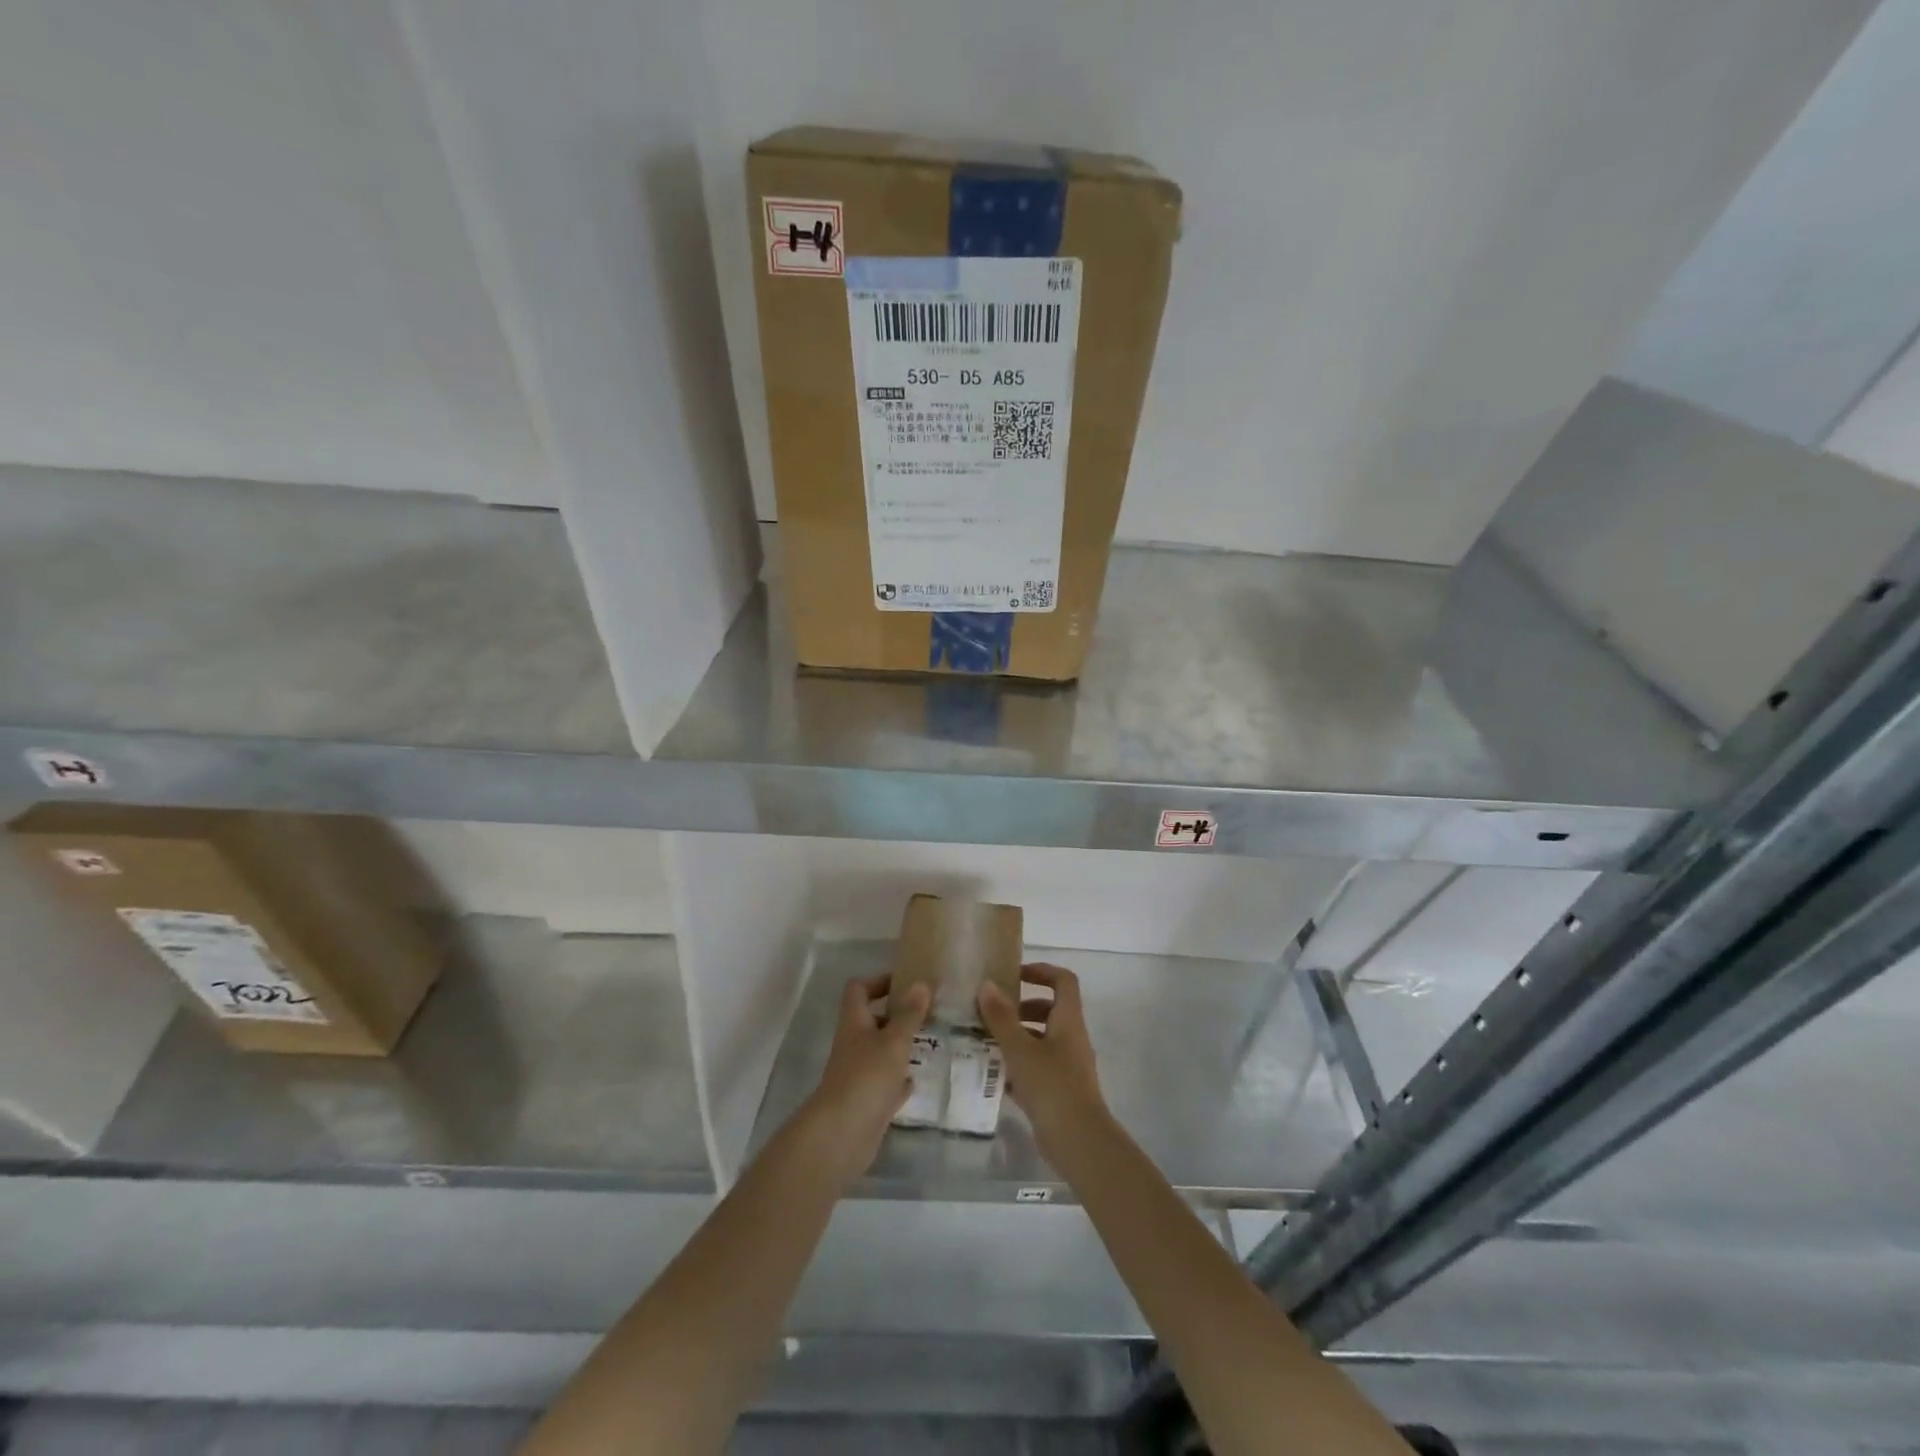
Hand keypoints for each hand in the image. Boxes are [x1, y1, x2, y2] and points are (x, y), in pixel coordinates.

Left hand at [804, 974, 930, 1182]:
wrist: (842, 1134)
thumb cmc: (867, 1076)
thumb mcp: (894, 1040)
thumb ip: (909, 1013)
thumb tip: (922, 982)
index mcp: (854, 1023)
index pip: (859, 989)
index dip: (879, 981)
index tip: (905, 982)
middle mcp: (853, 1044)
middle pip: (871, 1020)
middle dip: (896, 1015)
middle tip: (926, 1012)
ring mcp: (858, 1074)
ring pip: (879, 1052)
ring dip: (899, 1046)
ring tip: (928, 1041)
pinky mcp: (866, 1101)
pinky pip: (884, 1083)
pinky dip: (897, 1080)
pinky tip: (915, 1079)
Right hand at [978, 963, 1108, 1156]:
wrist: (1079, 1141)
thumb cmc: (1051, 1086)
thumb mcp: (1020, 1049)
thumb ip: (1002, 1018)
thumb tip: (987, 985)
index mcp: (1068, 1020)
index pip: (1063, 980)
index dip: (1041, 971)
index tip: (1014, 975)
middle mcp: (1072, 1038)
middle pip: (1050, 1010)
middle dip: (1022, 1007)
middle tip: (993, 1013)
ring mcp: (1068, 1066)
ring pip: (1042, 1039)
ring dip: (1018, 1036)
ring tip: (986, 1042)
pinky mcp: (1060, 1090)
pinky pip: (1038, 1067)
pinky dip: (1019, 1065)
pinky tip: (995, 1075)